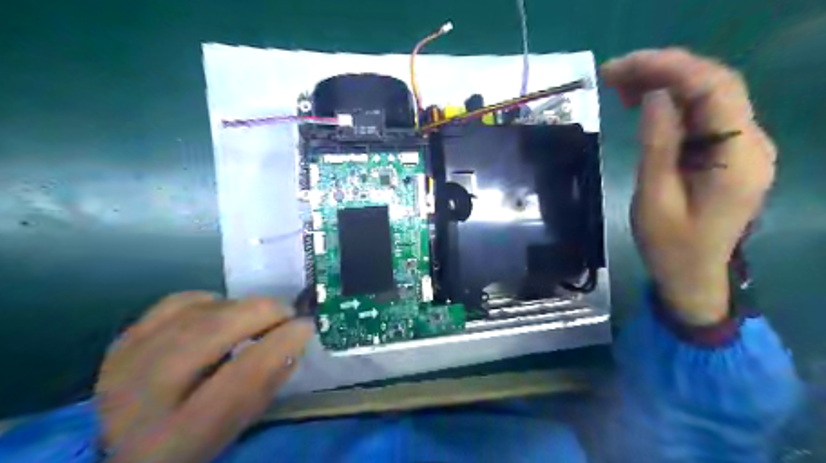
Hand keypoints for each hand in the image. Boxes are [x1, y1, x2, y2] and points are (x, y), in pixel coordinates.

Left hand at [94, 292, 315, 462]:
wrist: (127, 449)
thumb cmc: (195, 444)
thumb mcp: (236, 428)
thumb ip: (267, 385)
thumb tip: (294, 339)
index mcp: (176, 437)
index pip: (238, 379)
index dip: (278, 344)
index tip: (306, 326)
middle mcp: (140, 399)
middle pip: (209, 334)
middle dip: (260, 313)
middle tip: (287, 312)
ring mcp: (125, 364)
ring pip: (194, 313)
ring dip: (238, 306)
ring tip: (260, 314)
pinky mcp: (122, 342)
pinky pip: (174, 303)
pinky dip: (208, 301)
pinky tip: (223, 311)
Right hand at [602, 48, 774, 324]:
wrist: (693, 276)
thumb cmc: (670, 246)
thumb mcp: (654, 199)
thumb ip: (658, 145)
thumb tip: (653, 97)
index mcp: (738, 156)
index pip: (715, 88)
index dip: (669, 68)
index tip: (623, 67)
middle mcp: (751, 142)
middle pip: (714, 85)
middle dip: (663, 70)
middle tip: (613, 73)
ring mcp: (742, 146)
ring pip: (708, 96)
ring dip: (664, 83)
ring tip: (618, 85)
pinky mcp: (726, 152)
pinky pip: (702, 115)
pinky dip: (671, 103)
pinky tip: (640, 103)